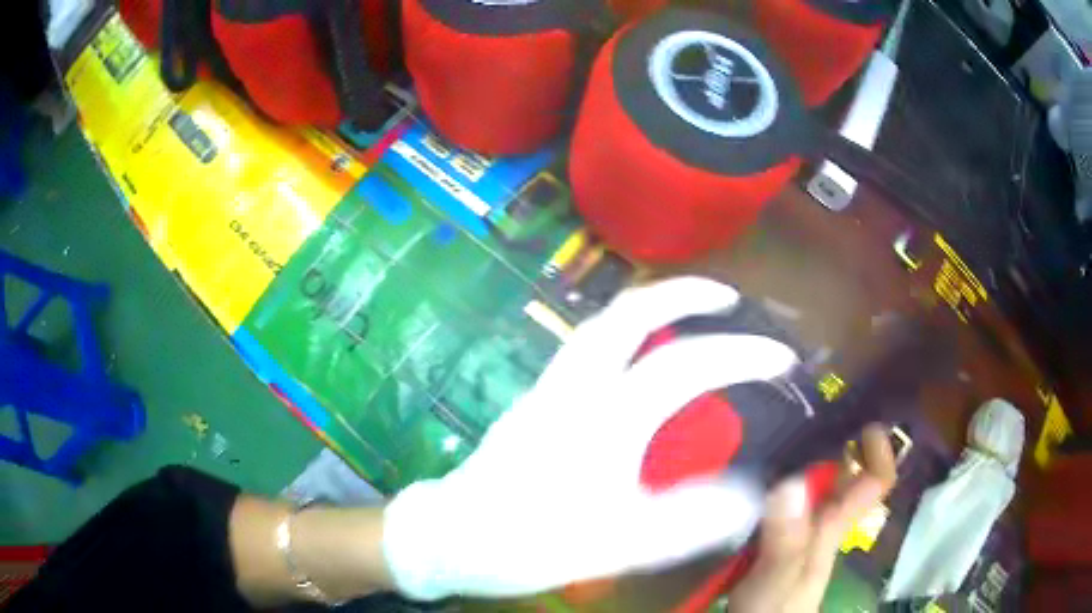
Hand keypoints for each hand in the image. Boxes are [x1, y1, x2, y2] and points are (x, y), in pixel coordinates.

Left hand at [381, 277, 798, 599]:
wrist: (451, 536)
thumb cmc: (529, 541)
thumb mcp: (617, 544)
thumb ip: (688, 521)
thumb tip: (750, 496)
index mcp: (602, 417)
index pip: (685, 365)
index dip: (741, 355)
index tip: (781, 358)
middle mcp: (575, 386)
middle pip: (629, 314)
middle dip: (683, 293)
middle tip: (727, 296)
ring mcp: (550, 387)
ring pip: (602, 323)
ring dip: (651, 306)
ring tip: (690, 312)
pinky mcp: (536, 399)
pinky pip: (588, 345)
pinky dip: (625, 331)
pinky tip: (640, 355)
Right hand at [727, 425, 897, 612]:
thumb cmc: (774, 610)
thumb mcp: (779, 579)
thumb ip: (787, 539)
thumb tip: (791, 480)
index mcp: (833, 524)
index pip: (875, 481)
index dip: (878, 449)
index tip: (859, 418)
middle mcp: (821, 519)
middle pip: (841, 472)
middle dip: (829, 439)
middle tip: (794, 407)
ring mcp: (796, 529)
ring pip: (809, 482)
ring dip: (796, 455)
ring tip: (763, 429)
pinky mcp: (771, 537)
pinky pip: (780, 498)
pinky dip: (770, 479)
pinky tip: (744, 473)